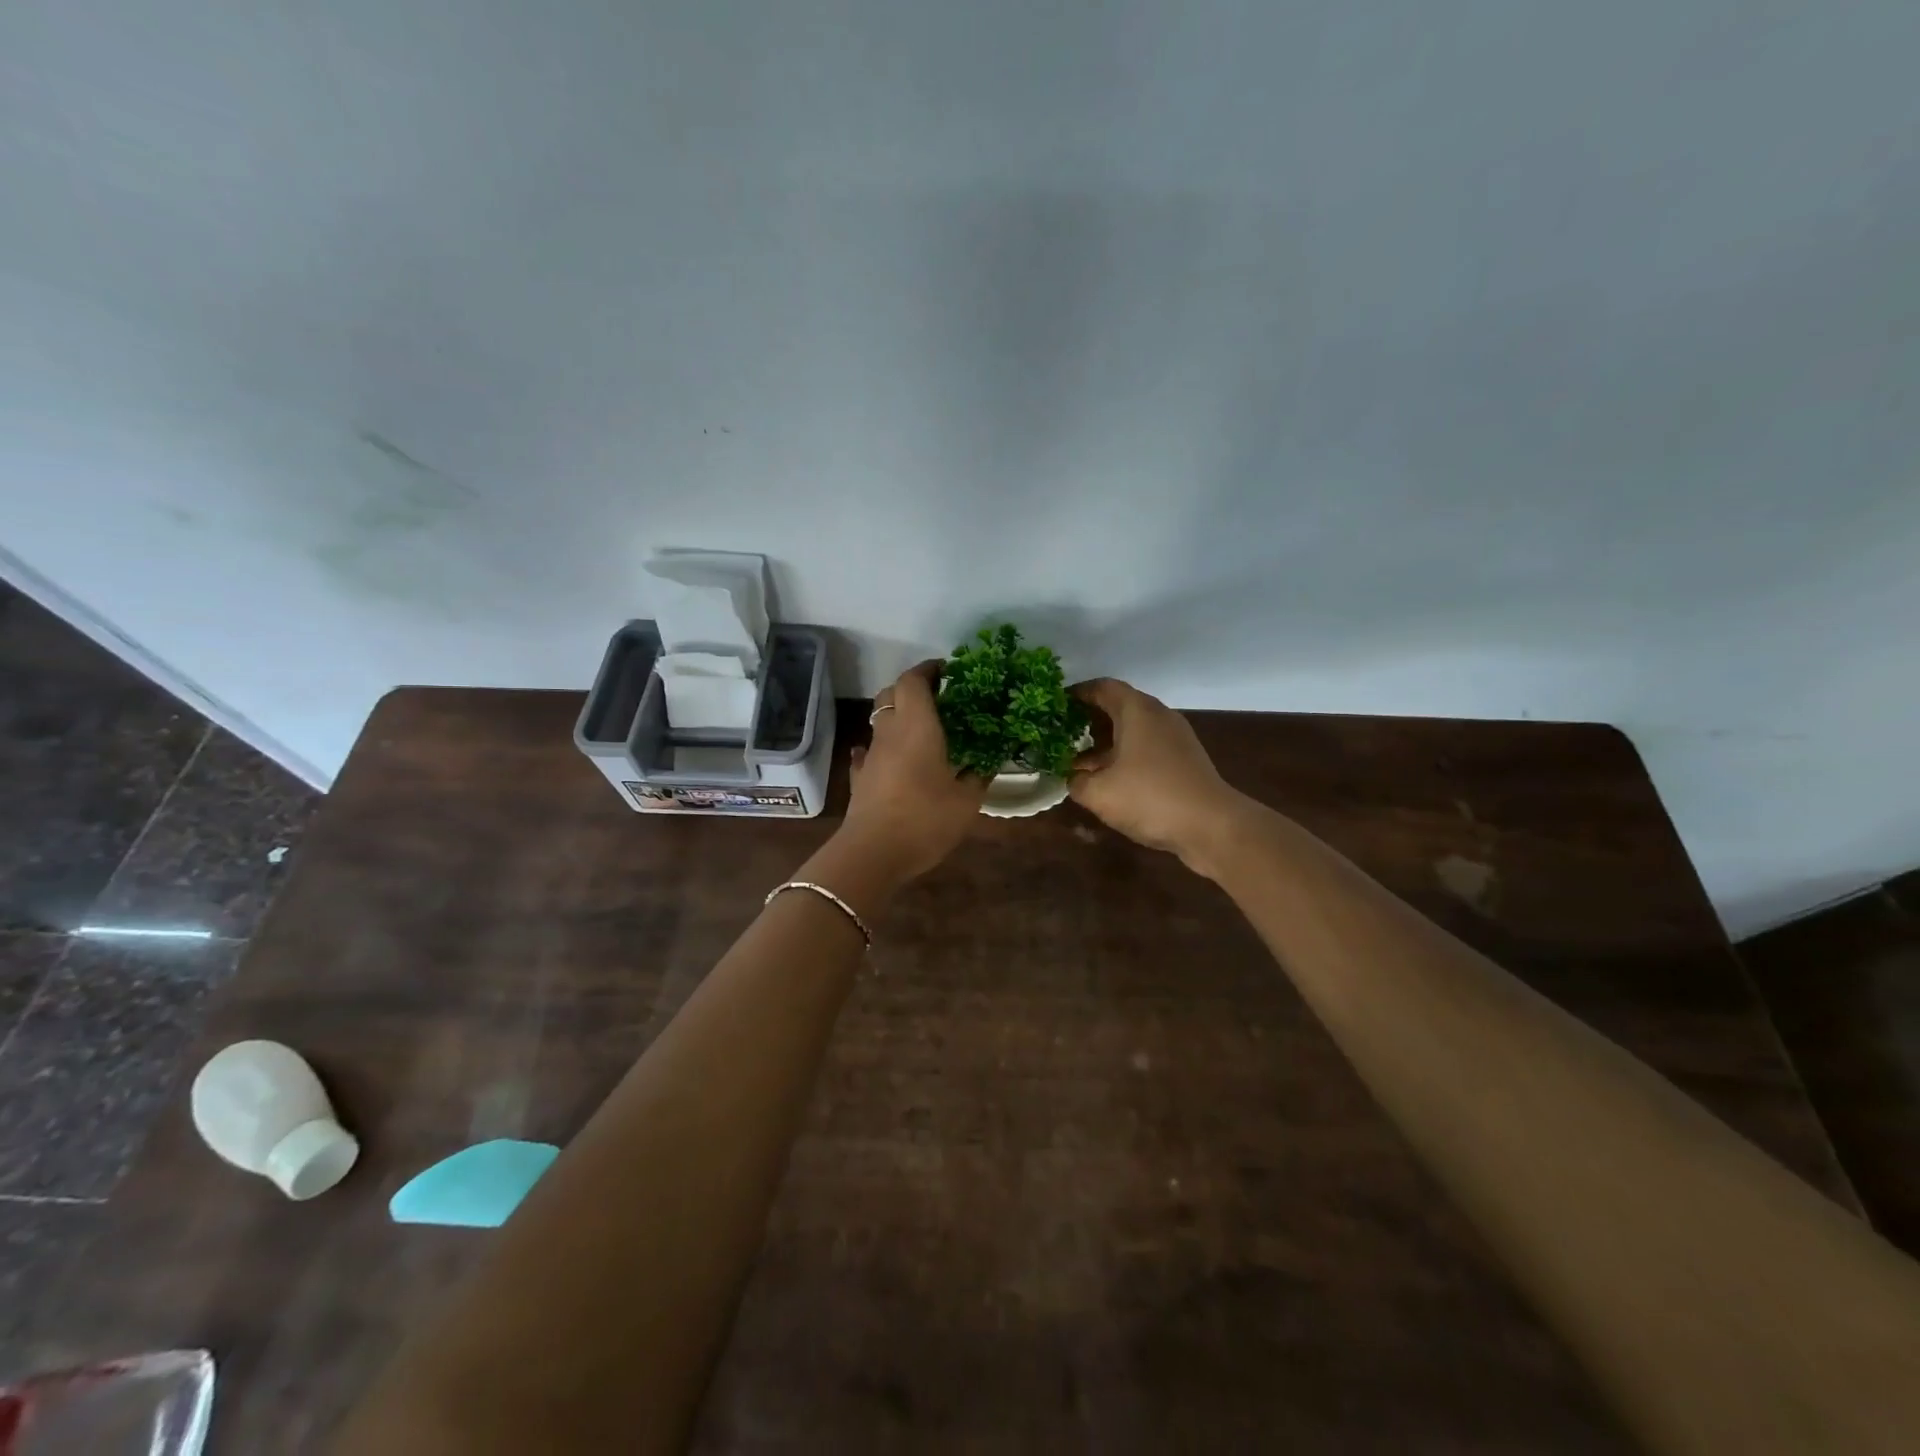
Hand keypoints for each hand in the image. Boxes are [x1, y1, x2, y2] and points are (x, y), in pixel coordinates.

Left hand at [840, 661, 986, 880]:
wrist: (872, 854)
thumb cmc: (925, 820)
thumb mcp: (966, 801)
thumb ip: (977, 777)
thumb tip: (987, 763)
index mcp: (917, 727)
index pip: (913, 681)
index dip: (928, 670)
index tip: (947, 671)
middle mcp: (890, 733)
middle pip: (890, 694)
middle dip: (911, 688)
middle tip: (936, 697)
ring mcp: (871, 756)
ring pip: (879, 721)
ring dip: (897, 716)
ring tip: (921, 729)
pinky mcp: (860, 779)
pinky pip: (869, 752)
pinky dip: (881, 747)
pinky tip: (892, 759)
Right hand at [1067, 678, 1249, 870]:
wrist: (1212, 826)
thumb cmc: (1150, 798)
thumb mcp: (1099, 793)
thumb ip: (1076, 781)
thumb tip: (1073, 777)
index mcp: (1137, 711)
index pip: (1102, 687)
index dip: (1076, 694)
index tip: (1055, 707)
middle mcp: (1158, 715)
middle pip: (1118, 706)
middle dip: (1088, 719)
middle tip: (1063, 735)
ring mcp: (1175, 737)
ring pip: (1133, 728)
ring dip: (1106, 741)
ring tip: (1080, 760)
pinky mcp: (1184, 759)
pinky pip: (1147, 746)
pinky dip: (1125, 754)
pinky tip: (1110, 778)